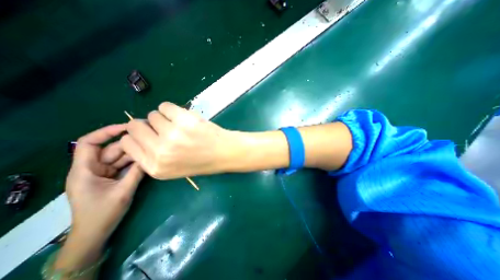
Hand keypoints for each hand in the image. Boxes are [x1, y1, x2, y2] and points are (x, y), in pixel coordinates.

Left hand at [64, 125, 142, 246]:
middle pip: (110, 149)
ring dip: (134, 153)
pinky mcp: (111, 177)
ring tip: (152, 148)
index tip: (128, 127)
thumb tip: (149, 155)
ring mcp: (103, 172)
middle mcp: (92, 168)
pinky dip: (135, 161)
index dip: (106, 131)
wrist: (96, 232)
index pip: (89, 143)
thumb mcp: (123, 191)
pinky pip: (124, 165)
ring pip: (119, 157)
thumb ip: (136, 172)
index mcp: (85, 170)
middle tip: (149, 139)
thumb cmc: (103, 213)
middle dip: (129, 144)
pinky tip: (147, 158)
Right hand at [120, 103, 238, 178]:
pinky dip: (172, 110)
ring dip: (164, 118)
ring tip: (179, 125)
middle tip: (164, 127)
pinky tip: (184, 118)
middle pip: (135, 126)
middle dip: (148, 125)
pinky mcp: (184, 120)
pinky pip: (165, 106)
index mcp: (155, 167)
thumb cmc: (202, 160)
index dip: (138, 136)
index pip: (128, 143)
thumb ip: (153, 154)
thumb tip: (139, 131)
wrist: (225, 153)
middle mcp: (160, 152)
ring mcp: (172, 135)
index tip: (149, 134)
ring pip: (152, 115)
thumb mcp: (173, 167)